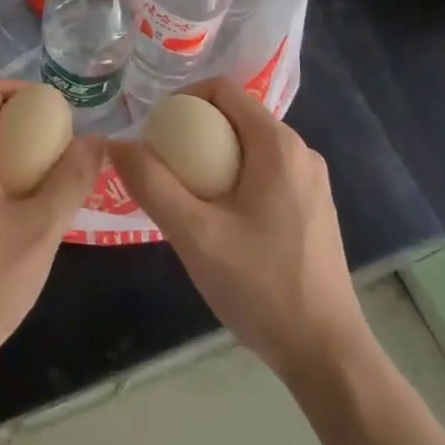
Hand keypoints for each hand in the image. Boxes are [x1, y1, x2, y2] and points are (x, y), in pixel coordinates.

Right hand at [109, 79, 368, 384]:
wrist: (326, 354)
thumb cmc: (260, 286)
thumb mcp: (194, 235)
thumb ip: (152, 184)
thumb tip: (117, 143)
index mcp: (278, 145)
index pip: (224, 90)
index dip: (183, 99)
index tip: (156, 132)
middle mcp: (300, 152)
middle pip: (235, 117)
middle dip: (194, 133)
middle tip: (163, 167)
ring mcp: (312, 182)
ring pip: (249, 147)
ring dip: (213, 159)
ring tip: (184, 195)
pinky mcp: (314, 208)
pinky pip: (265, 172)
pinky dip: (235, 179)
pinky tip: (218, 220)